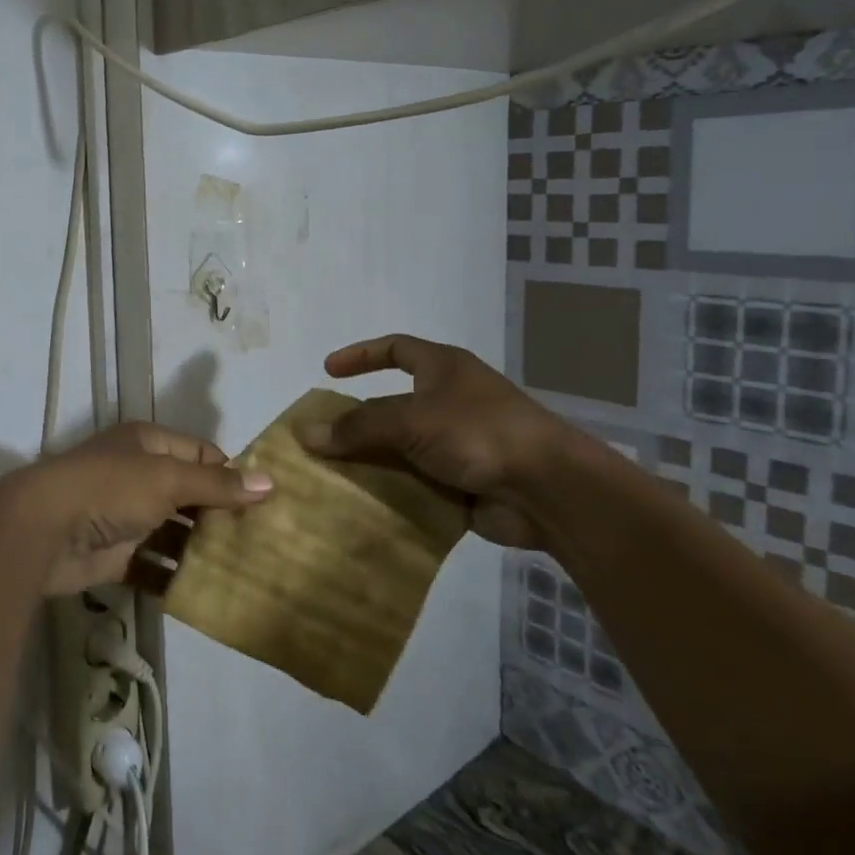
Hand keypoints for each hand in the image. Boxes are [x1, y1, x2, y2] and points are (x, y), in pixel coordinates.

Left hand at [0, 423, 271, 594]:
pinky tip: (205, 593)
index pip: (201, 453)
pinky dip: (174, 577)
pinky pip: (154, 564)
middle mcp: (138, 475)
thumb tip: (269, 482)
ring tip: (243, 570)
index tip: (265, 502)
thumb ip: (217, 483)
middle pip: (189, 494)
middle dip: (220, 515)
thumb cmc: (110, 489)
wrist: (43, 530)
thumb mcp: (168, 479)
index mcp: (148, 443)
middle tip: (262, 541)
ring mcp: (126, 516)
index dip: (231, 473)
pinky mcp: (115, 554)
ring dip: (200, 549)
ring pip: (173, 531)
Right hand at [297, 334, 565, 548]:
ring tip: (329, 477)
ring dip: (371, 462)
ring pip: (401, 449)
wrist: (549, 490)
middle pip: (392, 406)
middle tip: (319, 439)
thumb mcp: (410, 420)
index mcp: (443, 370)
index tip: (327, 371)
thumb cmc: (479, 433)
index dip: (360, 356)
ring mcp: (458, 444)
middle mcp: (450, 402)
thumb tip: (305, 432)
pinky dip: (392, 492)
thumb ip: (357, 427)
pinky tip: (361, 505)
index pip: (395, 349)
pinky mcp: (463, 483)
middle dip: (357, 423)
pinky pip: (416, 483)